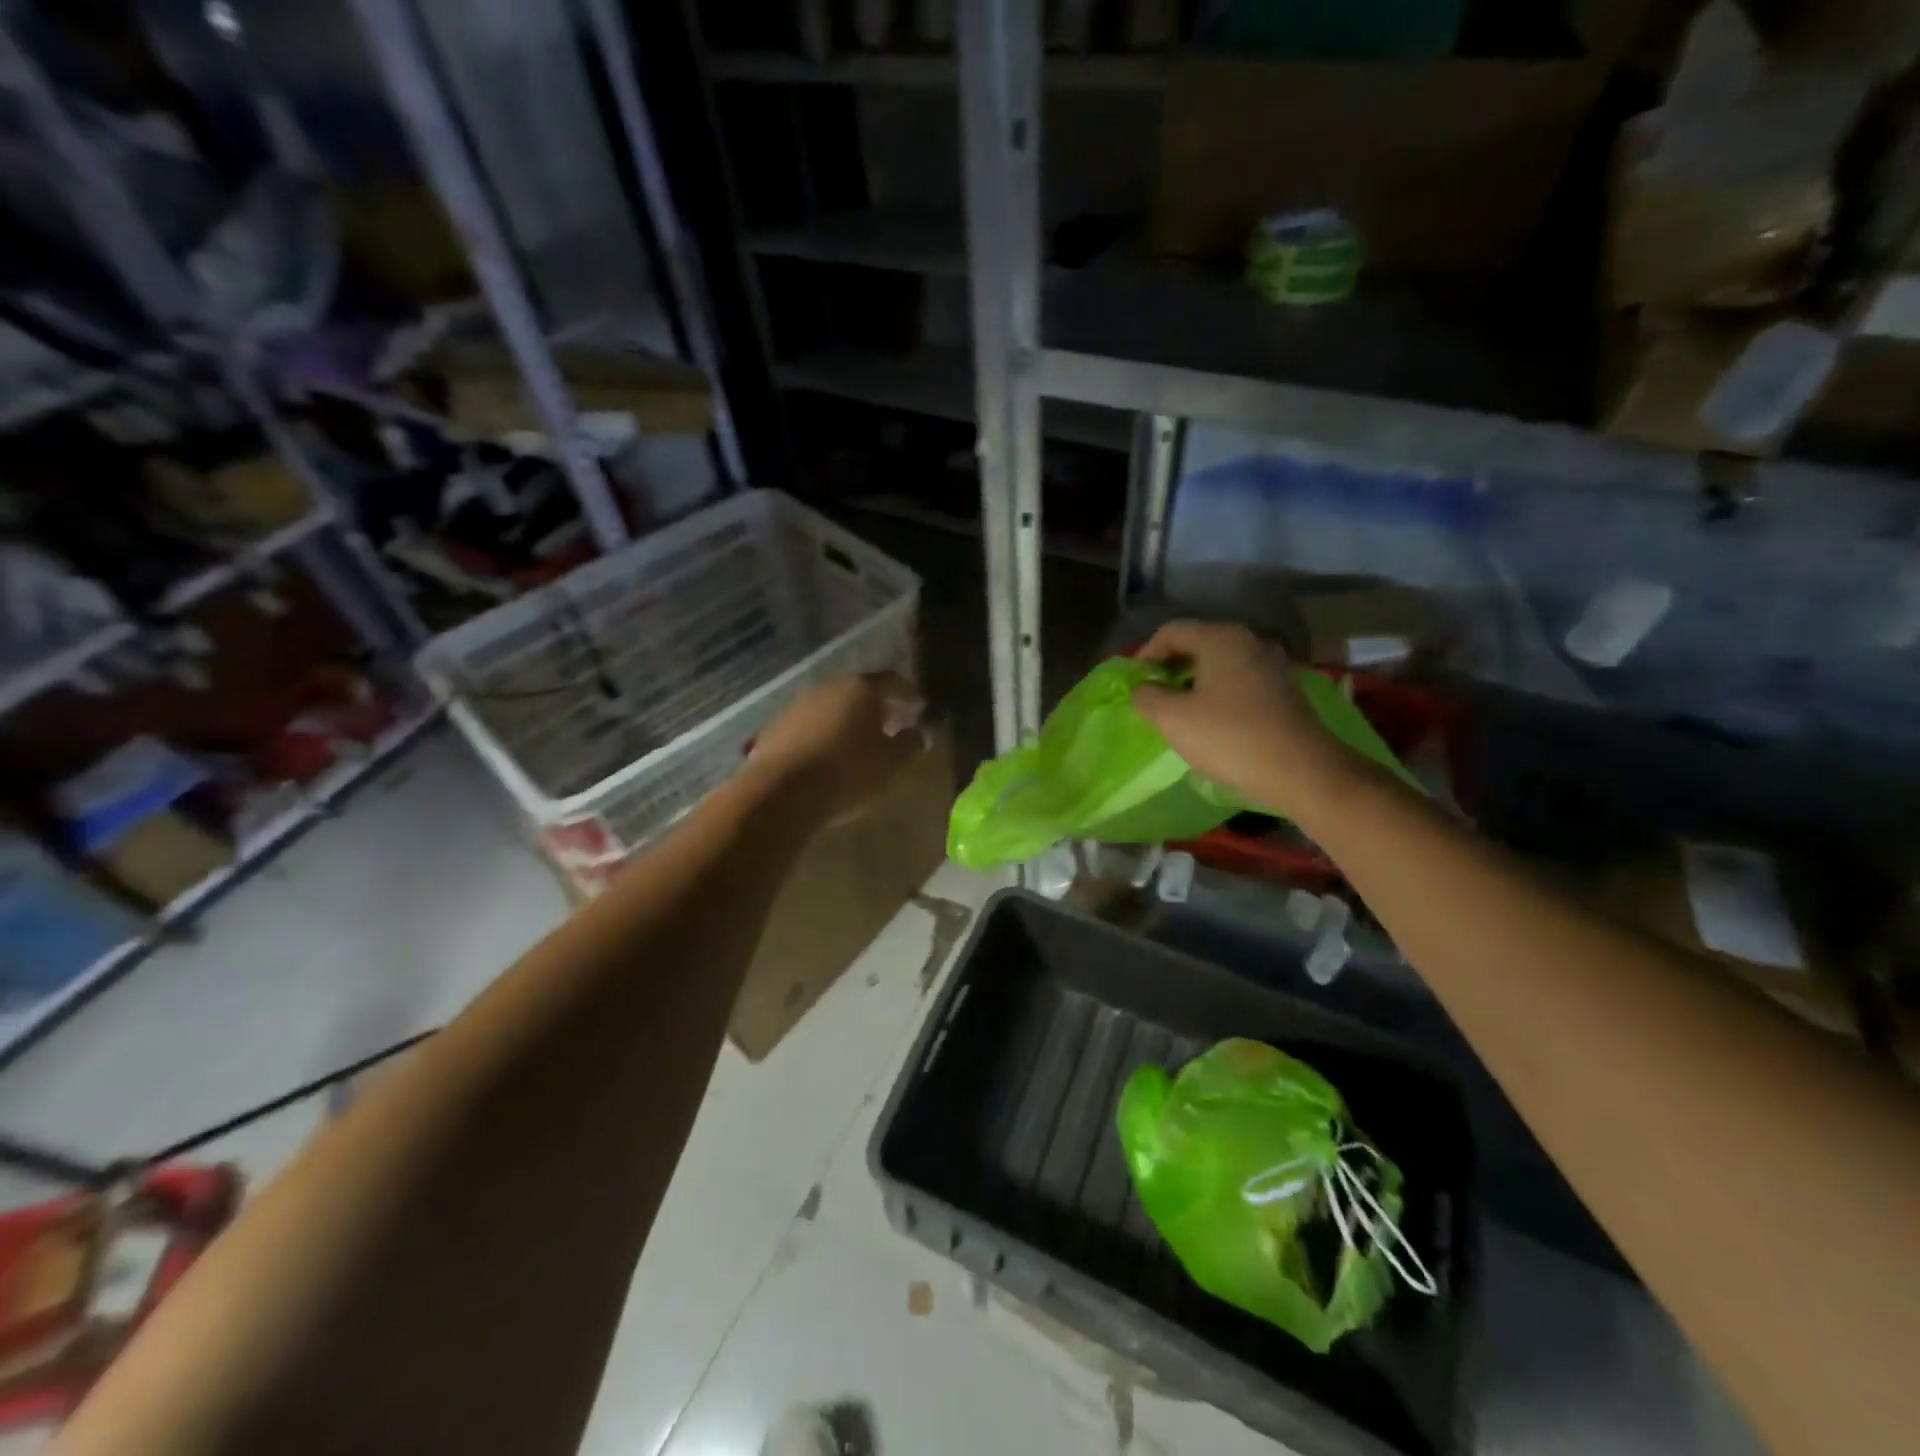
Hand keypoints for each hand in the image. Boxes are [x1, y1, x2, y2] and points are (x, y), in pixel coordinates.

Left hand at [749, 673, 925, 822]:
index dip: (908, 695)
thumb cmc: (848, 772)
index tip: (919, 709)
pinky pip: (808, 727)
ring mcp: (797, 705)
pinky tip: (825, 757)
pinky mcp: (774, 727)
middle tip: (890, 726)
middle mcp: (828, 686)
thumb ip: (910, 744)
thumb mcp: (892, 763)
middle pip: (858, 691)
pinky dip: (821, 736)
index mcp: (862, 688)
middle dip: (875, 708)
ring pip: (830, 707)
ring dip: (845, 721)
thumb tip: (917, 733)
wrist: (782, 792)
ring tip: (856, 745)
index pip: (893, 682)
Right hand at [1131, 620, 1357, 817]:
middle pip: (1198, 644)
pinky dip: (1217, 693)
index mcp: (1220, 638)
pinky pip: (1239, 681)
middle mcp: (1249, 642)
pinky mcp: (1284, 690)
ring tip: (1178, 711)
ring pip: (1219, 664)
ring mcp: (1271, 665)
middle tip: (1152, 696)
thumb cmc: (1229, 738)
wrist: (1301, 770)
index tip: (1135, 683)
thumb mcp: (1173, 718)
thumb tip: (1143, 688)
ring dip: (1193, 682)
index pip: (1171, 631)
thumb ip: (1147, 696)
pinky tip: (1211, 721)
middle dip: (1170, 668)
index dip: (1145, 654)